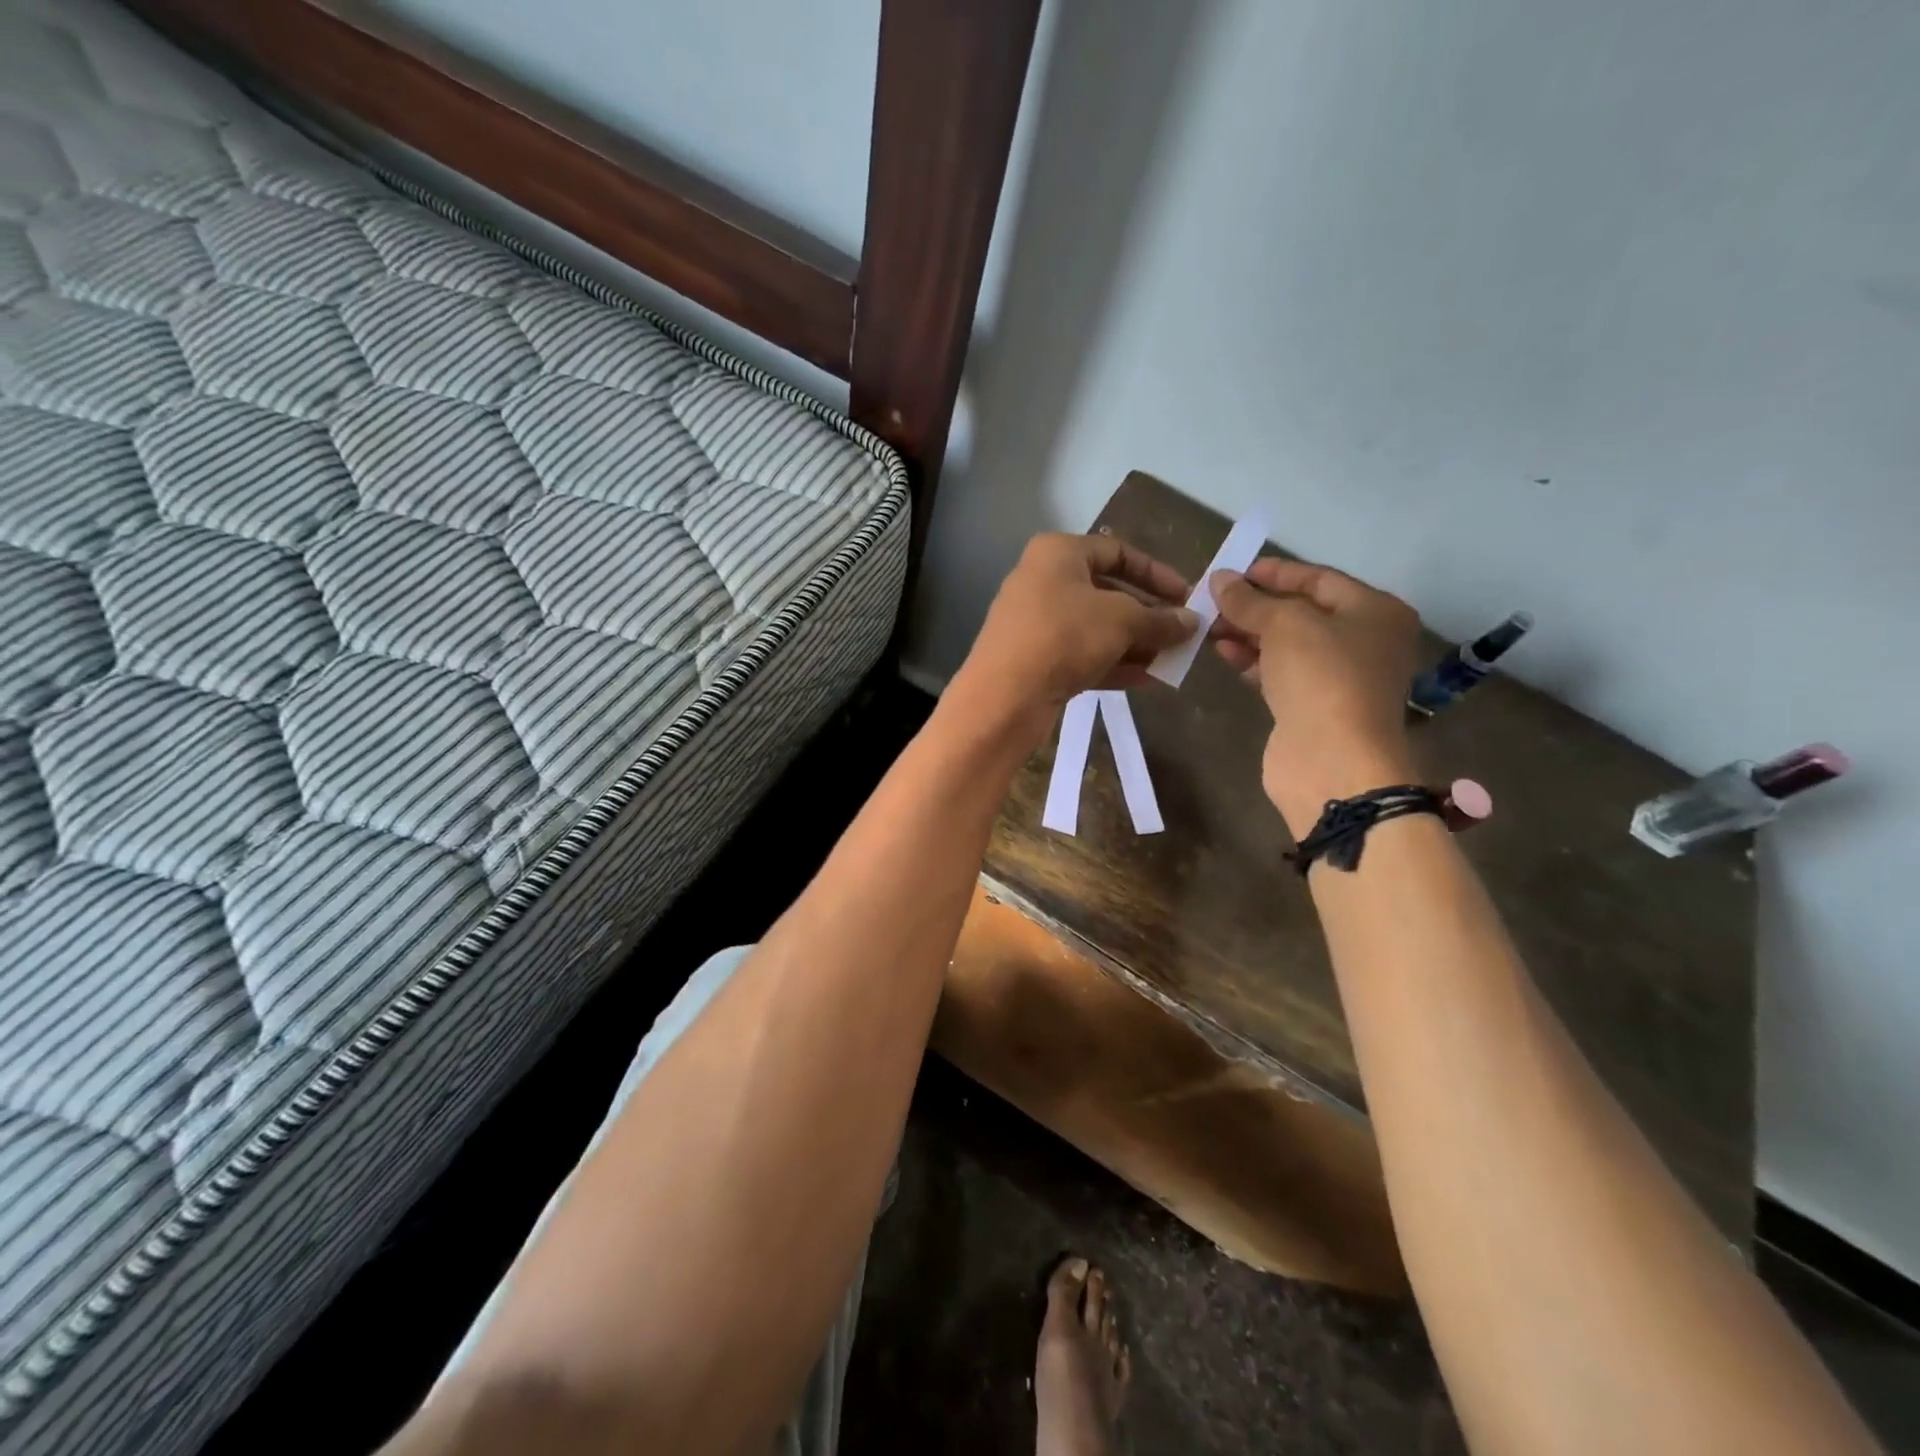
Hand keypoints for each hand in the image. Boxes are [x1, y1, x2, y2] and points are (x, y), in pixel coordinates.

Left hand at [953, 533, 1196, 744]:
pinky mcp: (1034, 660)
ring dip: (1135, 643)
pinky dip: (1113, 663)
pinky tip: (1147, 679)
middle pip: (1107, 592)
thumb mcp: (1122, 620)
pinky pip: (1081, 655)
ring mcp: (1036, 623)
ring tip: (1171, 659)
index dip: (1156, 573)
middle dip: (1148, 614)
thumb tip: (1192, 622)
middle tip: (1183, 633)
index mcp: (1058, 553)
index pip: (1117, 551)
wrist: (1004, 696)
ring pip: (1096, 627)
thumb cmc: (1064, 637)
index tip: (1187, 595)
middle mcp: (1042, 581)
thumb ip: (1160, 618)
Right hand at [1210, 558, 1422, 836]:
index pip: (1319, 579)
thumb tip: (1219, 579)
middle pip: (1302, 613)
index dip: (1275, 573)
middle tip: (1213, 602)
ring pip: (1288, 646)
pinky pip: (1280, 674)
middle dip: (1256, 606)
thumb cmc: (1321, 677)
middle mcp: (1364, 642)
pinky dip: (1253, 662)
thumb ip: (1250, 600)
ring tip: (1209, 627)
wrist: (1331, 760)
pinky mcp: (1314, 707)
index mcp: (1375, 612)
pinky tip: (1224, 654)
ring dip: (1249, 634)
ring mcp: (1339, 678)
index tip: (1233, 572)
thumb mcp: (1284, 625)